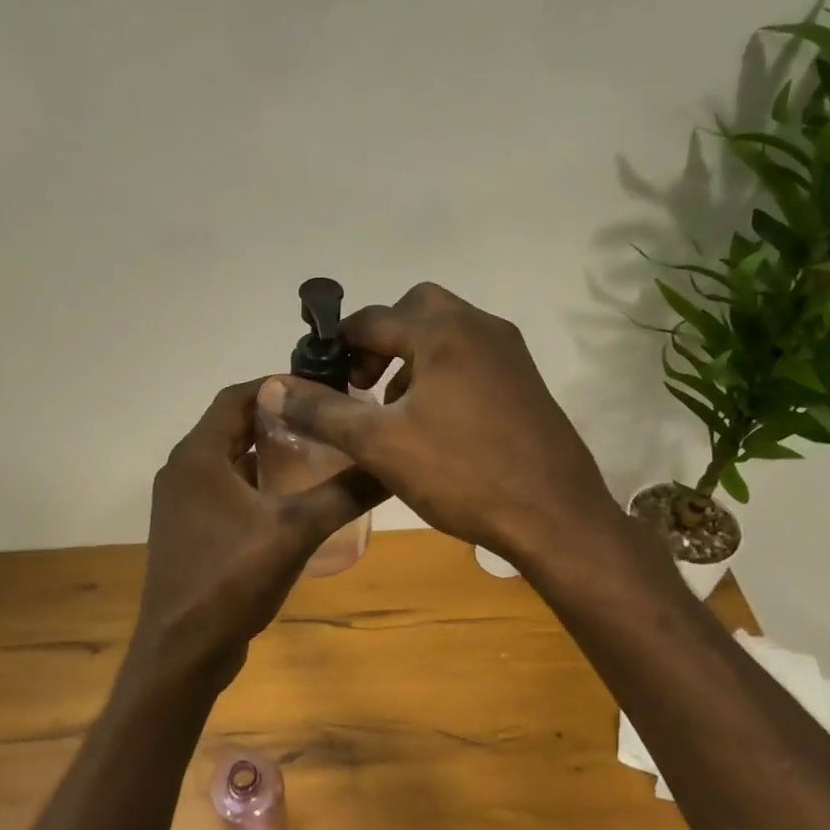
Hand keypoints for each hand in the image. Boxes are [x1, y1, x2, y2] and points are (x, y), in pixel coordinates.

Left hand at [130, 379, 387, 692]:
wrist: (182, 651)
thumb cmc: (230, 580)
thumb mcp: (295, 531)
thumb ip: (343, 494)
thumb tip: (393, 465)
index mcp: (197, 457)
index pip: (236, 397)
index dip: (276, 386)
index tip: (319, 388)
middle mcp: (182, 471)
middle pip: (232, 427)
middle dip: (277, 419)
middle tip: (325, 419)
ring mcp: (181, 503)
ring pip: (228, 460)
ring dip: (266, 452)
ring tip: (316, 451)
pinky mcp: (188, 530)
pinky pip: (223, 489)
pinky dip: (255, 482)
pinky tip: (291, 497)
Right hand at [263, 283, 626, 567]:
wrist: (555, 517)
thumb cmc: (462, 473)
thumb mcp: (380, 444)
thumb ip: (323, 412)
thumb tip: (274, 388)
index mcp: (444, 331)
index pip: (372, 319)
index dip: (337, 346)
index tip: (317, 380)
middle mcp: (481, 328)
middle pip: (415, 312)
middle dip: (379, 342)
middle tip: (360, 386)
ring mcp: (510, 354)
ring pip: (445, 335)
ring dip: (410, 359)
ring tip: (390, 410)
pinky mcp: (525, 382)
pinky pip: (470, 359)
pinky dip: (440, 373)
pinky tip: (432, 424)